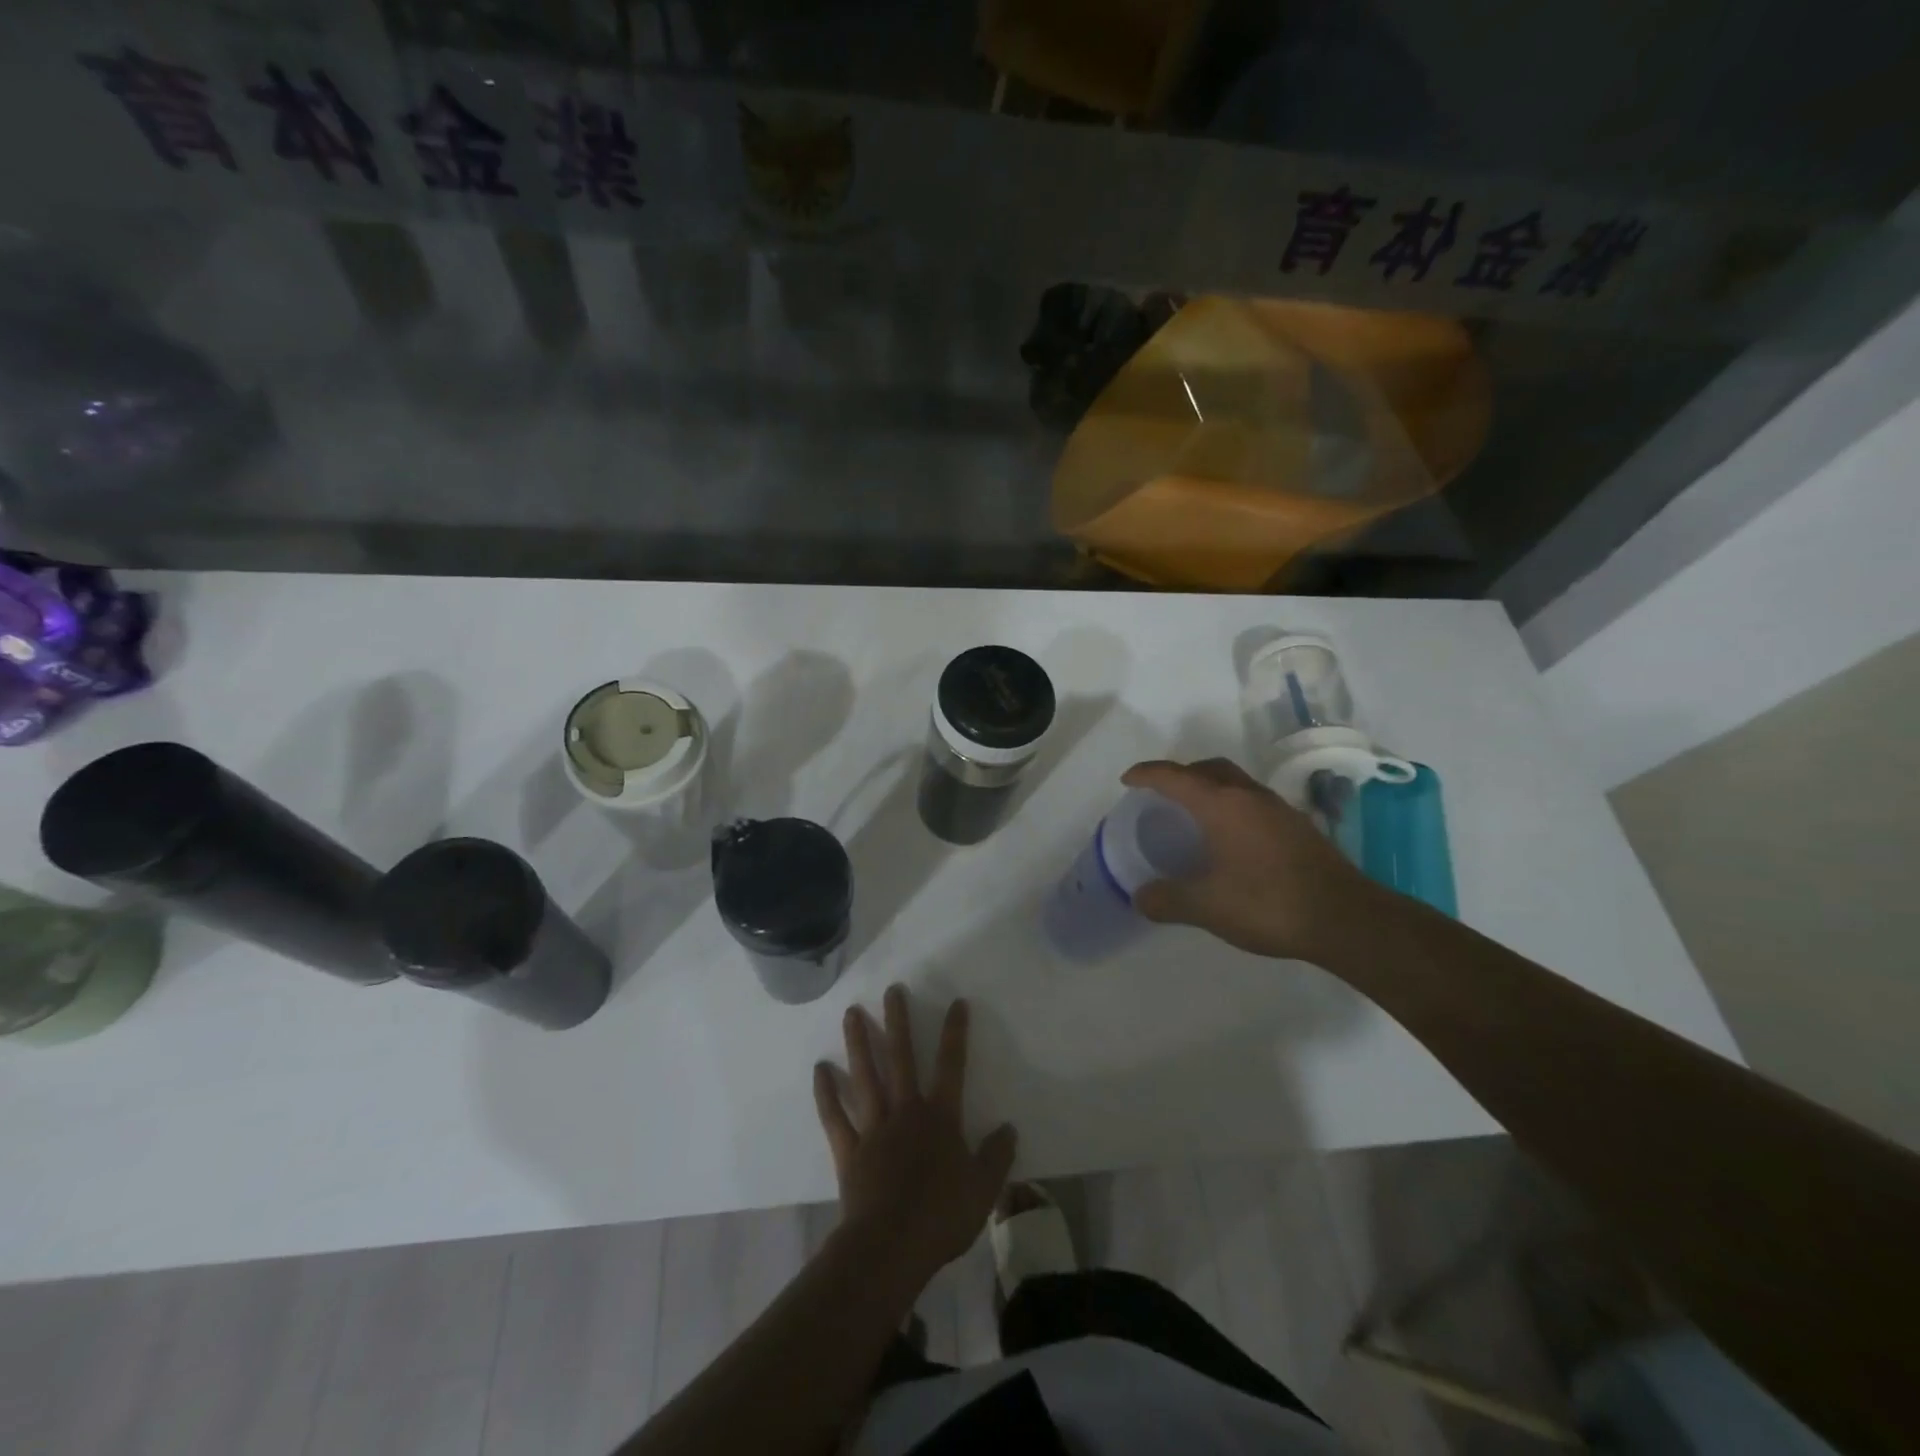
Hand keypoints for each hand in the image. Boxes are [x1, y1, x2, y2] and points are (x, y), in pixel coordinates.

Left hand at [813, 985, 1017, 1288]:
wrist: (891, 1247)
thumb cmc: (942, 1217)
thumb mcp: (983, 1189)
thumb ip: (997, 1156)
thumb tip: (1009, 1128)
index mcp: (940, 1118)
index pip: (952, 1066)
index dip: (955, 1033)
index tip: (957, 1003)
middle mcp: (906, 1112)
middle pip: (901, 1058)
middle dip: (898, 1022)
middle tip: (892, 990)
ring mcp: (874, 1128)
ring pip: (865, 1076)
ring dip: (859, 1043)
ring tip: (851, 1013)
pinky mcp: (849, 1150)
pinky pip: (835, 1116)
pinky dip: (826, 1093)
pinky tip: (819, 1070)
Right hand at [1121, 757, 1376, 960]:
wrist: (1345, 918)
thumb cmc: (1268, 903)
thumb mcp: (1207, 906)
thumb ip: (1167, 899)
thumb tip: (1140, 897)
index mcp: (1222, 804)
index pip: (1175, 776)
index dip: (1147, 774)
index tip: (1128, 780)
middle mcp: (1249, 796)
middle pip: (1208, 769)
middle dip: (1180, 774)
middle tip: (1161, 795)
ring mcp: (1278, 809)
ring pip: (1235, 783)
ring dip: (1209, 788)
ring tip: (1193, 816)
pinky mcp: (1297, 826)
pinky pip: (1253, 801)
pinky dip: (1231, 807)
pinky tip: (1230, 839)